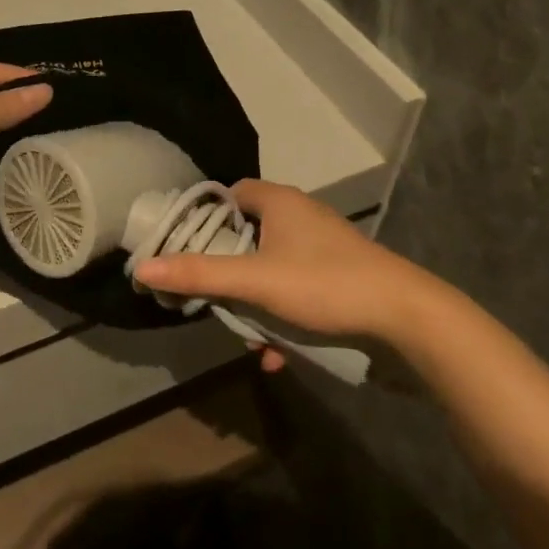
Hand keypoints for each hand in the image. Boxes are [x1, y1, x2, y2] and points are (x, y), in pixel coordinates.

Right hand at [134, 180, 443, 352]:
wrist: (405, 319)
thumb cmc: (324, 284)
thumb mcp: (255, 281)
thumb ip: (200, 275)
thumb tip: (142, 268)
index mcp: (281, 202)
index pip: (232, 194)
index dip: (207, 217)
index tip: (186, 247)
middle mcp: (302, 218)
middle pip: (249, 235)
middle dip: (229, 271)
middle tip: (210, 297)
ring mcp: (324, 249)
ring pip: (273, 269)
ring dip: (255, 302)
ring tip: (244, 334)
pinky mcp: (340, 279)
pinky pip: (298, 292)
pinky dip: (283, 318)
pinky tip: (276, 355)